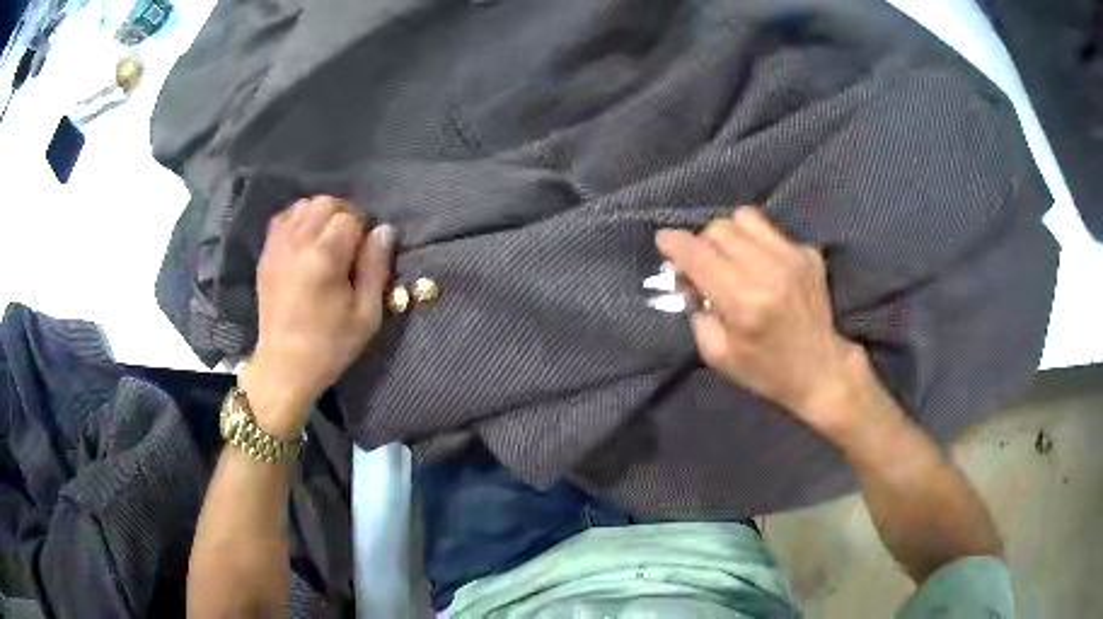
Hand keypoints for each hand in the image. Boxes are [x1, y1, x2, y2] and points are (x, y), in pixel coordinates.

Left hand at [240, 196, 394, 437]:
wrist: (284, 366)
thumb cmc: (330, 345)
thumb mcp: (367, 315)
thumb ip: (376, 267)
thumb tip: (384, 230)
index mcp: (324, 257)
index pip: (349, 216)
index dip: (362, 230)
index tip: (364, 254)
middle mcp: (298, 243)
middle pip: (324, 203)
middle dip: (342, 215)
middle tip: (349, 244)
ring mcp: (277, 247)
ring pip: (302, 206)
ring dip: (319, 216)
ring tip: (326, 241)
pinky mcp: (266, 255)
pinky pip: (282, 219)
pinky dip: (297, 221)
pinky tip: (305, 242)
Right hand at [655, 207, 866, 431]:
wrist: (821, 370)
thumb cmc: (767, 371)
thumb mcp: (719, 355)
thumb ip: (697, 312)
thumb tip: (689, 278)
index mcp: (744, 302)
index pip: (699, 255)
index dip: (674, 243)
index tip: (663, 240)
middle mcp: (769, 271)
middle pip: (719, 229)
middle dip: (702, 243)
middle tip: (703, 267)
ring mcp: (793, 257)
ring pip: (745, 217)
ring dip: (729, 235)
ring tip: (732, 258)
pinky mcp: (809, 253)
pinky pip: (770, 230)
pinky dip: (757, 243)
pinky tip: (763, 268)